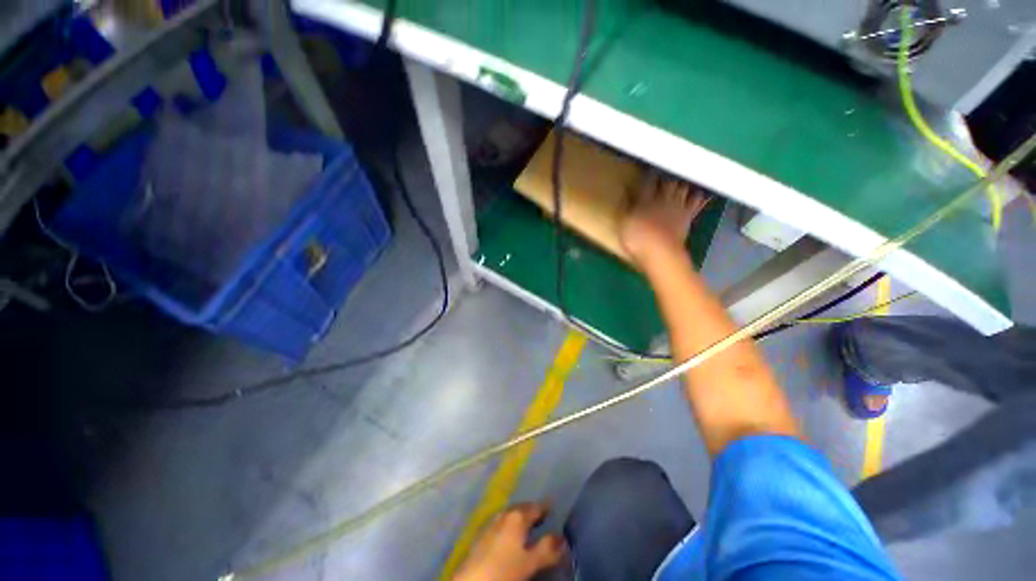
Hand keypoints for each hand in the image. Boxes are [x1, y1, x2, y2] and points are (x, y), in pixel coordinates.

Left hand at [453, 502, 567, 580]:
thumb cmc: (503, 570)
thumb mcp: (530, 563)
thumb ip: (547, 550)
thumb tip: (562, 538)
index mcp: (517, 516)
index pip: (536, 507)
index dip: (546, 508)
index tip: (554, 508)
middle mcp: (503, 514)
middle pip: (521, 509)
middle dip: (532, 512)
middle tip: (543, 518)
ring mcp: (490, 523)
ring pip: (510, 516)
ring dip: (520, 520)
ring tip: (529, 528)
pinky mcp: (481, 535)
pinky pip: (501, 525)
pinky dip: (509, 527)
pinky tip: (511, 538)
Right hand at [619, 172, 710, 270]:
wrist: (660, 253)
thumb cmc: (637, 240)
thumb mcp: (624, 224)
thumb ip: (627, 207)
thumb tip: (627, 193)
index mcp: (645, 200)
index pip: (648, 182)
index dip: (648, 175)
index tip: (647, 171)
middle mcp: (663, 199)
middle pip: (668, 182)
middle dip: (667, 176)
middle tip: (665, 174)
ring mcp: (677, 207)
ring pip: (683, 187)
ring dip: (682, 182)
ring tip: (681, 179)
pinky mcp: (688, 216)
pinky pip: (696, 201)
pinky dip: (698, 195)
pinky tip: (700, 192)